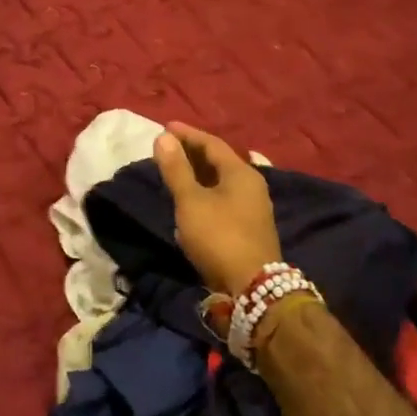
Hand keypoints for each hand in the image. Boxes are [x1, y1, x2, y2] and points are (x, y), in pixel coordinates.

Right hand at [153, 121, 280, 297]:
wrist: (252, 288)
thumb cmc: (219, 236)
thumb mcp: (191, 201)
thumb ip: (176, 169)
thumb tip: (163, 137)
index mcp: (241, 173)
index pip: (212, 143)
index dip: (187, 134)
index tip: (165, 127)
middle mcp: (252, 185)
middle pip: (219, 161)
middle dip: (192, 152)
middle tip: (168, 147)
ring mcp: (253, 208)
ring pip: (221, 181)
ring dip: (197, 174)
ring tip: (175, 171)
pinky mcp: (249, 228)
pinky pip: (223, 198)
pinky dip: (204, 192)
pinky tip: (190, 200)